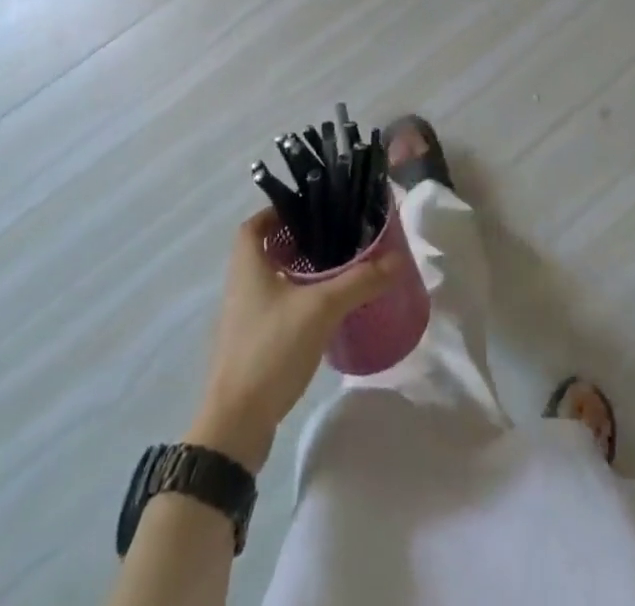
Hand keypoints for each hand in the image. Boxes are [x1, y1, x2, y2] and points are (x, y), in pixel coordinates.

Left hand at [187, 210, 403, 471]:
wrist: (236, 424)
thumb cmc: (270, 349)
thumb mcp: (321, 308)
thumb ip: (359, 281)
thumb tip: (397, 258)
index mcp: (247, 265)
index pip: (255, 223)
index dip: (278, 210)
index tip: (311, 209)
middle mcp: (239, 285)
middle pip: (265, 249)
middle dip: (297, 241)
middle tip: (333, 237)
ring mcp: (243, 318)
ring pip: (271, 280)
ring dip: (297, 272)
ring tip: (335, 270)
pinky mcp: (251, 345)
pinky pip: (274, 308)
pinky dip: (296, 301)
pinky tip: (323, 312)